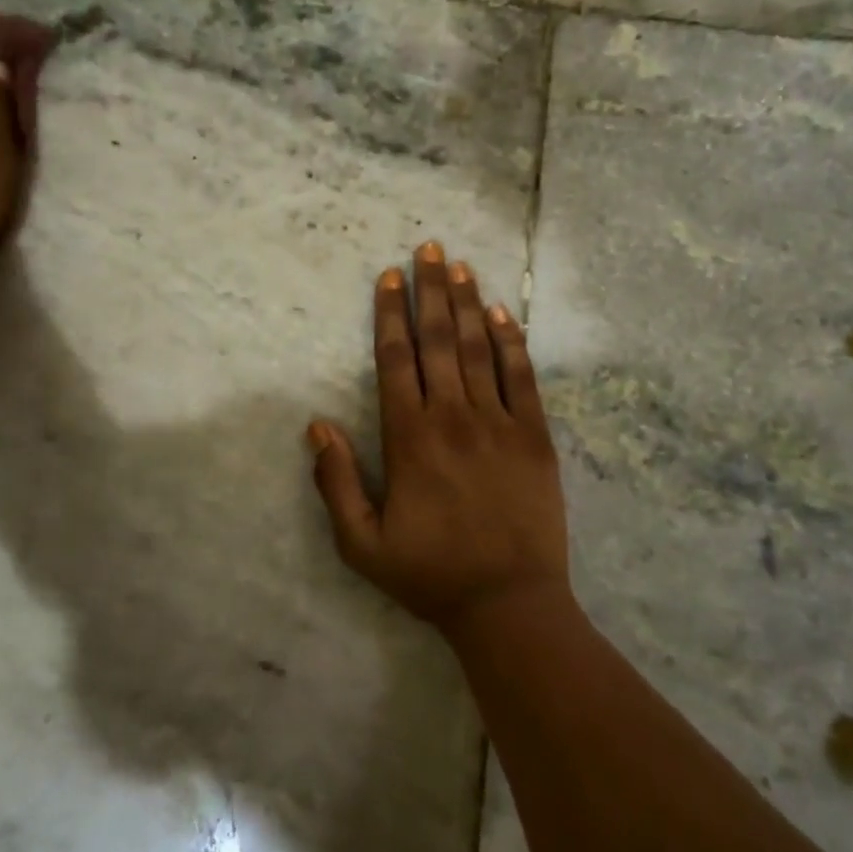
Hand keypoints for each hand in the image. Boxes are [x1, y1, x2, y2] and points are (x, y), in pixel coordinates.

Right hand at [307, 241, 570, 634]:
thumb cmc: (431, 575)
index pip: (396, 360)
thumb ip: (336, 482)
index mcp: (409, 439)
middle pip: (438, 340)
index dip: (390, 314)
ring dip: (467, 303)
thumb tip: (316, 426)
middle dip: (429, 290)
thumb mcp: (362, 544)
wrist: (509, 603)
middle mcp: (454, 418)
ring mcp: (500, 423)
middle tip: (426, 248)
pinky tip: (502, 313)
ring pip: (479, 349)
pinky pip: (523, 377)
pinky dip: (511, 342)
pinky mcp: (536, 436)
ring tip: (459, 265)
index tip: (388, 277)